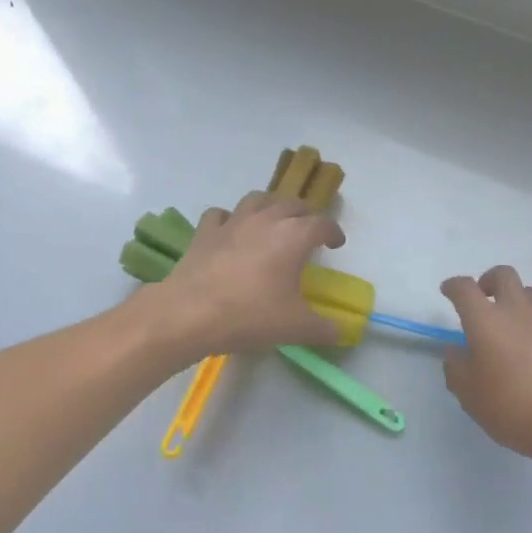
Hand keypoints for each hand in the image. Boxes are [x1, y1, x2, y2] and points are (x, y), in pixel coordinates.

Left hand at [149, 191, 345, 358]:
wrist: (189, 314)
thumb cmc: (250, 316)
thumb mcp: (295, 327)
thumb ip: (324, 328)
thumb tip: (342, 332)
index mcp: (294, 236)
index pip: (322, 224)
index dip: (333, 232)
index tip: (336, 243)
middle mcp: (266, 220)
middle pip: (292, 204)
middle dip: (305, 214)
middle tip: (309, 231)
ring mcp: (233, 222)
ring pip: (258, 199)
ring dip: (271, 206)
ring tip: (274, 221)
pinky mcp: (206, 232)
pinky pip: (221, 214)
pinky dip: (231, 218)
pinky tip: (232, 231)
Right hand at [441, 265, 531, 468]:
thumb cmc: (514, 407)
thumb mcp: (469, 395)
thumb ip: (456, 367)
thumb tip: (457, 350)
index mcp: (486, 321)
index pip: (465, 288)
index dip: (454, 286)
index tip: (449, 291)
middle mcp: (518, 311)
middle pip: (504, 275)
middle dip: (489, 280)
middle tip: (484, 299)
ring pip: (531, 294)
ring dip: (517, 301)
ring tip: (512, 326)